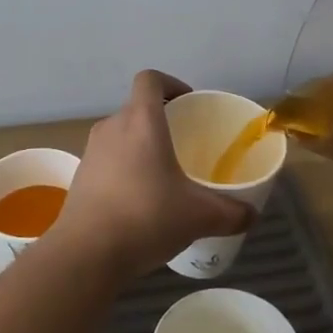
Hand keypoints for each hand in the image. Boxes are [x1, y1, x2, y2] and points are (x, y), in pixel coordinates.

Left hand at [49, 71, 253, 278]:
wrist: (86, 253)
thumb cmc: (146, 217)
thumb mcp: (199, 216)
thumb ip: (231, 212)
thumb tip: (252, 215)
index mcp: (141, 120)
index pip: (150, 79)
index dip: (170, 84)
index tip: (188, 104)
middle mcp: (112, 127)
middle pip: (137, 108)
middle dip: (161, 121)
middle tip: (184, 146)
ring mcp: (92, 151)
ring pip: (121, 135)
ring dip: (141, 147)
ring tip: (163, 176)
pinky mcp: (80, 177)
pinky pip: (108, 160)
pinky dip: (124, 169)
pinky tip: (140, 202)